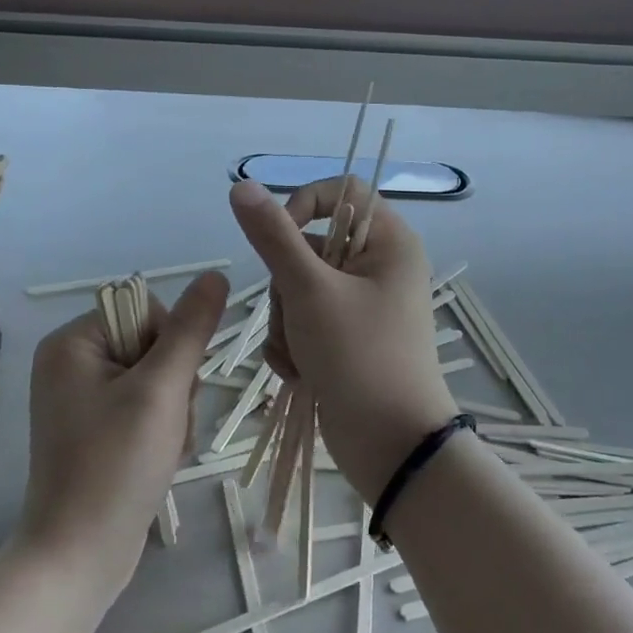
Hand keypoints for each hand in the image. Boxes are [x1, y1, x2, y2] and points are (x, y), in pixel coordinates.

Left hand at [18, 271, 227, 596]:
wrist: (80, 558)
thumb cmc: (116, 466)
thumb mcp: (161, 390)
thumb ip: (191, 330)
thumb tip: (215, 275)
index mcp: (73, 342)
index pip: (148, 312)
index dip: (173, 347)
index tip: (169, 390)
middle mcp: (71, 363)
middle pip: (154, 346)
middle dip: (176, 386)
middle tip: (167, 426)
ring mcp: (82, 399)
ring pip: (158, 380)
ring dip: (176, 411)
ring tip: (165, 448)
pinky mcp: (96, 430)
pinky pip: (145, 408)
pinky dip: (163, 430)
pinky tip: (161, 459)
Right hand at [229, 179, 455, 499]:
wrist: (391, 447)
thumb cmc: (359, 357)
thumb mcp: (309, 291)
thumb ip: (273, 236)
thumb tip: (241, 185)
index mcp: (388, 242)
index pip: (342, 192)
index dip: (304, 206)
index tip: (279, 239)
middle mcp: (378, 267)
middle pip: (310, 246)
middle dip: (288, 287)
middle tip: (298, 317)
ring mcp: (361, 305)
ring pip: (298, 288)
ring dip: (286, 322)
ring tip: (300, 355)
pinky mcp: (345, 338)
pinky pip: (303, 321)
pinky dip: (293, 344)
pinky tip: (299, 371)